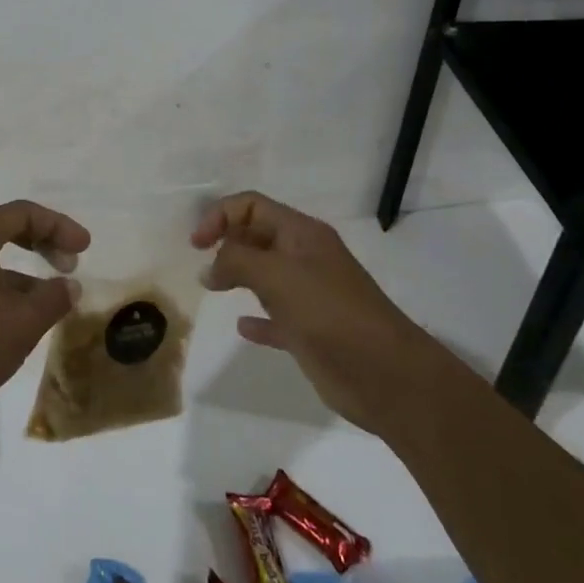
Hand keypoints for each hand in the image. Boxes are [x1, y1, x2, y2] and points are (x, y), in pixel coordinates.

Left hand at [0, 200, 88, 417]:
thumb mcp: (22, 322)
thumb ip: (53, 298)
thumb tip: (69, 286)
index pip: (24, 213)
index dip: (60, 226)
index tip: (85, 249)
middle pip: (6, 228)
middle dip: (44, 243)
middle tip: (71, 264)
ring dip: (25, 270)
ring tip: (52, 296)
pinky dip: (4, 285)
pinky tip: (21, 314)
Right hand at [193, 191, 423, 434]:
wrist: (387, 376)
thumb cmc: (330, 314)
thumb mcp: (277, 276)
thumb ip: (237, 260)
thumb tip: (209, 265)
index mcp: (302, 234)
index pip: (252, 206)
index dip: (220, 215)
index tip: (197, 244)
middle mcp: (305, 258)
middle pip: (257, 236)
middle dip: (227, 242)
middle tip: (203, 265)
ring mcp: (309, 295)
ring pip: (265, 275)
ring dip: (238, 276)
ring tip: (212, 287)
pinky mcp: (310, 332)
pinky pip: (275, 317)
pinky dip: (257, 318)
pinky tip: (243, 326)